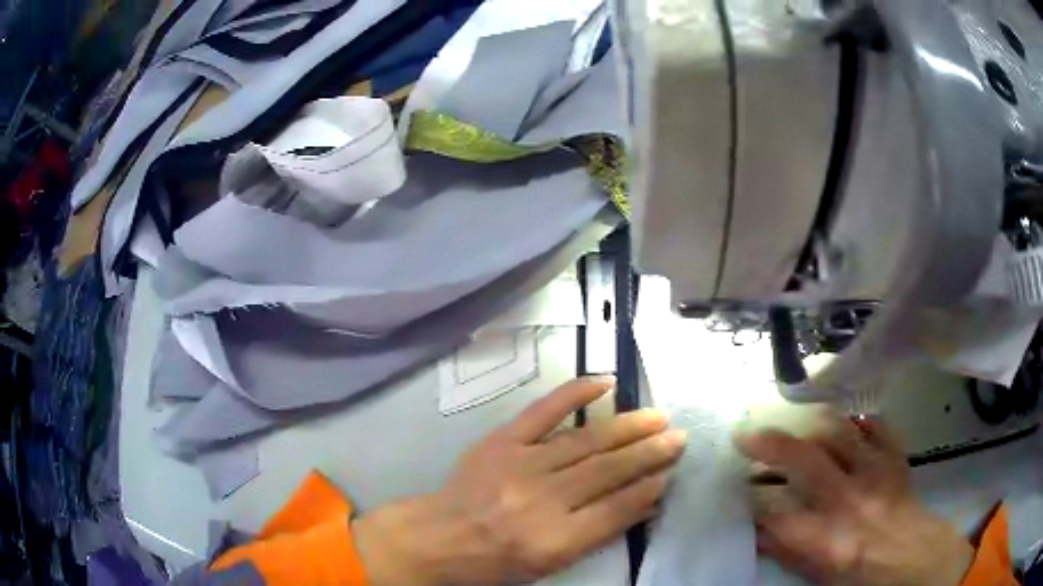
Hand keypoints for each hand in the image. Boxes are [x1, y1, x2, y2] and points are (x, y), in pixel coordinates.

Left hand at [354, 377, 686, 584]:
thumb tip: (644, 501)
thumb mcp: (552, 563)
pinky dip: (575, 393)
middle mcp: (541, 500)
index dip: (649, 488)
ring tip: (658, 416)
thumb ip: (598, 533)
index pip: (616, 509)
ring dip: (627, 426)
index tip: (671, 472)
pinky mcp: (501, 441)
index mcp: (553, 540)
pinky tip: (605, 382)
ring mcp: (520, 465)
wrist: (439, 536)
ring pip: (586, 441)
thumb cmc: (497, 561)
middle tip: (679, 438)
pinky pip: (543, 411)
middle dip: (649, 453)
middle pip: (607, 470)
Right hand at [736, 410, 973, 585]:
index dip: (752, 496)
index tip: (738, 485)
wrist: (911, 555)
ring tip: (795, 424)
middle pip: (805, 461)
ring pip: (839, 432)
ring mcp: (875, 472)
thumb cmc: (860, 571)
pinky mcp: (893, 456)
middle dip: (770, 444)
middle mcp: (849, 500)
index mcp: (826, 538)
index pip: (777, 512)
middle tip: (746, 434)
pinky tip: (843, 428)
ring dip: (810, 425)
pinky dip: (853, 423)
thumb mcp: (817, 573)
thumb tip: (756, 528)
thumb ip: (785, 549)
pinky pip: (872, 425)